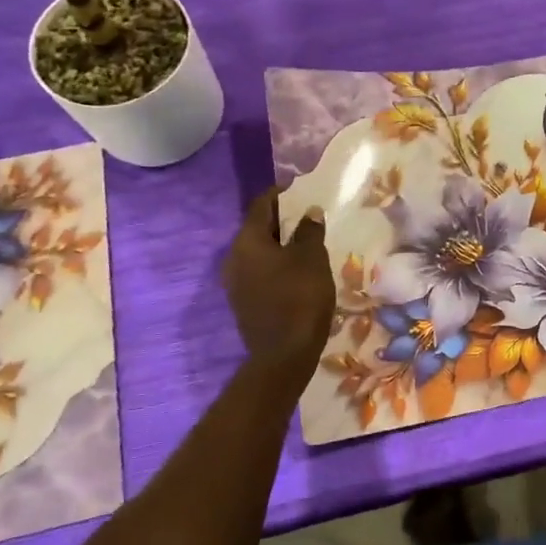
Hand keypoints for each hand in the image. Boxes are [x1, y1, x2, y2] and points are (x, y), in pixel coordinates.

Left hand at [223, 188, 334, 369]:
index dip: (281, 194)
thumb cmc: (300, 296)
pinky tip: (297, 270)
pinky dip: (276, 265)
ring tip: (306, 243)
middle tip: (307, 217)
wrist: (284, 354)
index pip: (261, 205)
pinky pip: (260, 272)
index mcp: (247, 241)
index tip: (300, 190)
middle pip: (257, 229)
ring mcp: (236, 283)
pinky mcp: (244, 302)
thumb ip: (309, 231)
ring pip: (258, 252)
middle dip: (281, 220)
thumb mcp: (312, 258)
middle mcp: (234, 258)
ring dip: (279, 245)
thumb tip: (309, 212)